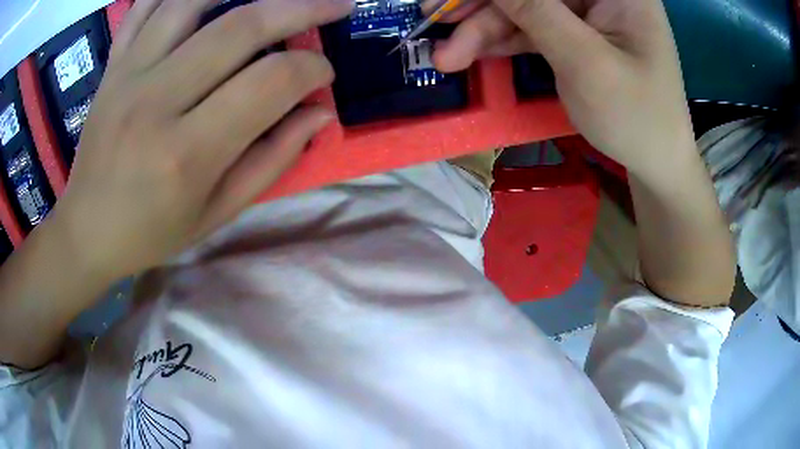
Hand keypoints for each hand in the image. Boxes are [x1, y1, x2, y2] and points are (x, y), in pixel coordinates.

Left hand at [50, 0, 353, 280]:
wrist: (87, 229)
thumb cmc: (151, 231)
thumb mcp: (216, 214)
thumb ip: (272, 160)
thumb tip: (319, 113)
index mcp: (186, 152)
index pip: (269, 83)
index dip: (310, 69)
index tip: (323, 73)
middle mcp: (156, 101)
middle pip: (240, 26)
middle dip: (302, 7)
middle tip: (334, 5)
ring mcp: (128, 75)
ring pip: (193, 0)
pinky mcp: (113, 65)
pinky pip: (145, 6)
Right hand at [430, 0, 695, 173]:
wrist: (656, 164)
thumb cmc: (636, 118)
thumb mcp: (585, 62)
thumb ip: (535, 11)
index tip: (451, 1)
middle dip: (483, 5)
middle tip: (432, 18)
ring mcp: (586, 14)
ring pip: (524, 8)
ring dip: (482, 29)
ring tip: (446, 57)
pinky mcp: (575, 35)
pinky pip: (530, 29)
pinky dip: (500, 41)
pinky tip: (470, 54)